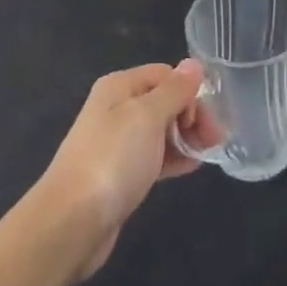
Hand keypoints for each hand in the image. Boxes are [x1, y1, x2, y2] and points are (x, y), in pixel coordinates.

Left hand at [35, 62, 219, 281]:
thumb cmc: (113, 159)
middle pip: (165, 101)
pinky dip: (174, 158)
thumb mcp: (148, 116)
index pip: (166, 75)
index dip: (189, 92)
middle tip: (215, 139)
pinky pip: (154, 156)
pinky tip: (192, 166)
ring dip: (187, 137)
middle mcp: (117, 109)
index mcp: (120, 87)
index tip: (204, 119)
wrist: (71, 222)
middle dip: (192, 115)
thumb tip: (194, 64)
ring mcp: (117, 143)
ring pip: (162, 130)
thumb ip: (175, 90)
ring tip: (208, 153)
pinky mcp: (120, 174)